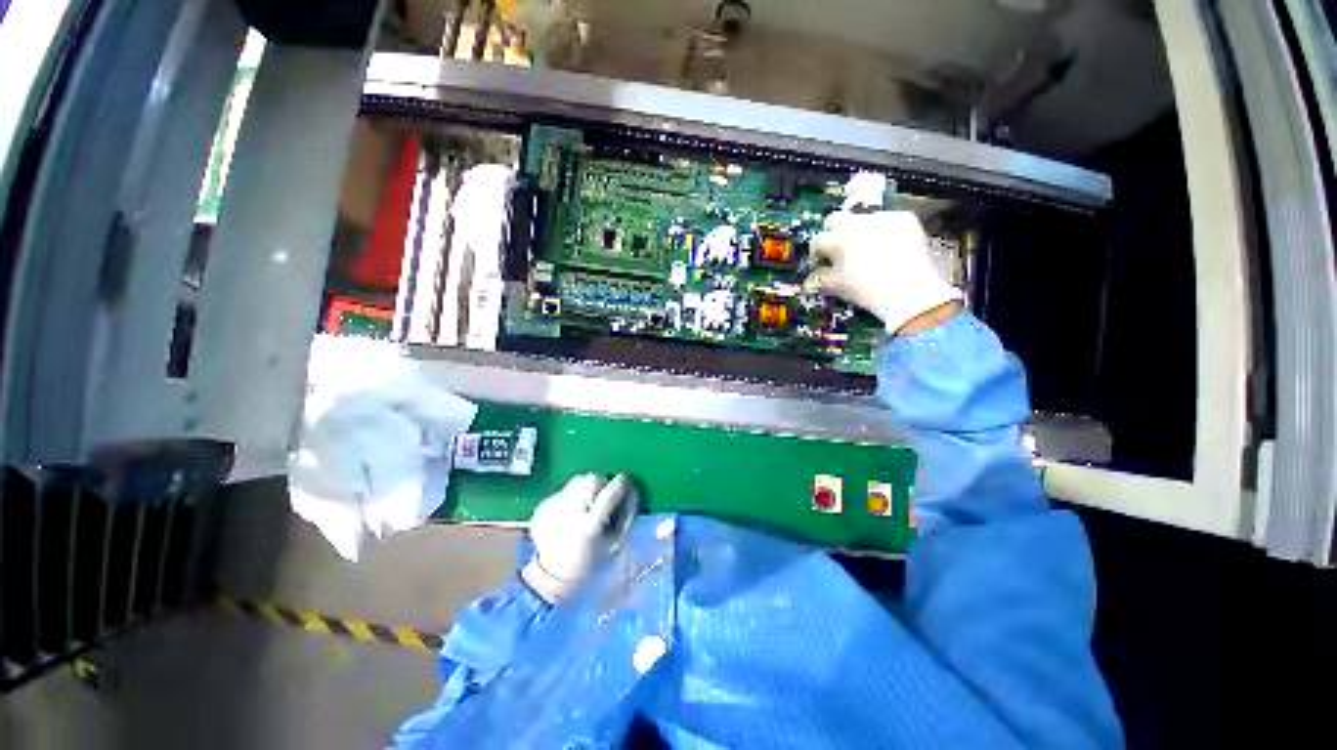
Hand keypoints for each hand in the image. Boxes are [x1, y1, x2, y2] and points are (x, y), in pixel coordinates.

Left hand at [521, 474, 638, 603]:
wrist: (550, 578)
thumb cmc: (591, 563)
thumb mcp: (615, 544)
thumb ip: (627, 515)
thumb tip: (632, 490)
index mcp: (590, 525)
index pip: (611, 491)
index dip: (622, 483)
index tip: (626, 483)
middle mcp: (569, 511)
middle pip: (593, 479)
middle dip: (603, 484)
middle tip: (605, 497)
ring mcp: (552, 507)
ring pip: (578, 480)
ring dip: (587, 487)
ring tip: (587, 505)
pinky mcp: (542, 506)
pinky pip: (564, 491)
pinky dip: (571, 497)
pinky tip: (570, 514)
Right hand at [805, 210, 962, 333]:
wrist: (908, 289)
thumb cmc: (865, 289)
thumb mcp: (837, 286)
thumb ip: (820, 280)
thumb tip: (809, 282)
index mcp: (835, 238)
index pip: (817, 241)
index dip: (816, 254)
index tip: (819, 264)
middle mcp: (856, 222)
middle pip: (836, 219)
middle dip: (833, 233)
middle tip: (839, 252)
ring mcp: (882, 218)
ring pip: (863, 219)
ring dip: (859, 231)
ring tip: (866, 251)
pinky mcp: (905, 219)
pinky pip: (888, 221)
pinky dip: (885, 231)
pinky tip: (890, 248)